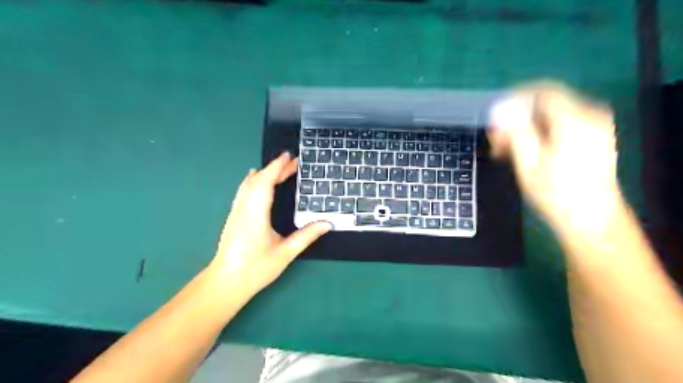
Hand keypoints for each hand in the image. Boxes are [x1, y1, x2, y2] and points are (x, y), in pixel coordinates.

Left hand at [211, 152, 333, 298]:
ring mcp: (236, 212)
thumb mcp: (285, 253)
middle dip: (275, 169)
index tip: (288, 156)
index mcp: (256, 213)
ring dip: (265, 174)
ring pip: (249, 185)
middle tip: (293, 163)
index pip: (266, 182)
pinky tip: (255, 180)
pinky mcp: (234, 217)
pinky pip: (244, 191)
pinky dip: (254, 181)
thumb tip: (328, 223)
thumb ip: (306, 236)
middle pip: (258, 180)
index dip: (277, 167)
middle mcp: (244, 208)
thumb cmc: (256, 269)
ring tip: (280, 169)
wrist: (226, 283)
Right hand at [492, 83, 622, 234]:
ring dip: (525, 128)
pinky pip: (560, 124)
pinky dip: (539, 133)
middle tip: (497, 141)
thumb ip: (515, 131)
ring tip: (506, 150)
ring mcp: (595, 126)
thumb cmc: (556, 194)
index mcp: (574, 120)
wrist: (592, 219)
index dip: (515, 98)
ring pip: (550, 115)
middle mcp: (589, 116)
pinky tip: (525, 151)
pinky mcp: (594, 136)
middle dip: (517, 118)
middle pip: (545, 104)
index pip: (543, 91)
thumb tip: (501, 109)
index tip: (495, 114)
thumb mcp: (529, 163)